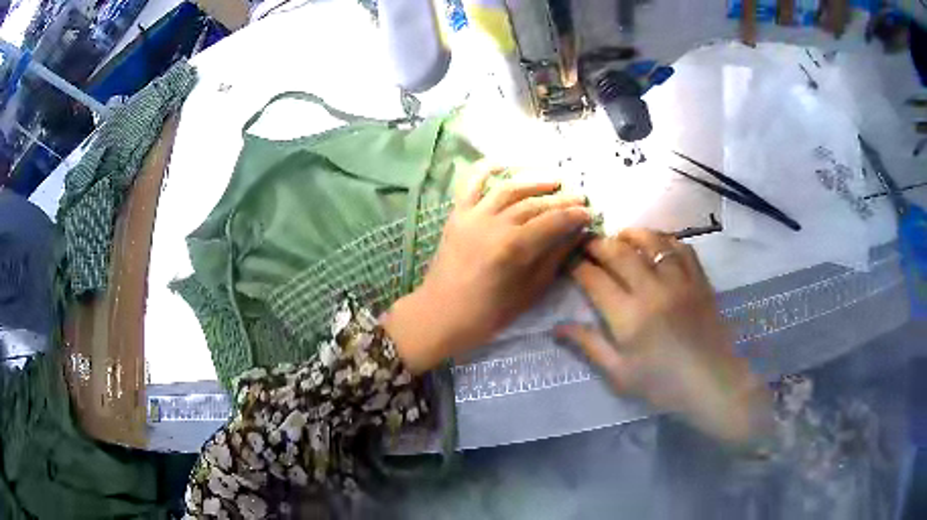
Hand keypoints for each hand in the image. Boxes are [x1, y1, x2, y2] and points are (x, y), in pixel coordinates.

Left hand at [385, 164, 591, 372]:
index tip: (589, 213)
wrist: (441, 314)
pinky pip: (471, 184)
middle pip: (534, 203)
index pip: (553, 222)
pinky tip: (504, 162)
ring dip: (534, 181)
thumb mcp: (530, 292)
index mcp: (514, 248)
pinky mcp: (457, 215)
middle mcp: (494, 224)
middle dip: (561, 199)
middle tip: (579, 197)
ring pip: (509, 189)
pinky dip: (486, 169)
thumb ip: (554, 258)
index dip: (575, 216)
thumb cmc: (489, 313)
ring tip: (555, 180)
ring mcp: (473, 216)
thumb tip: (575, 234)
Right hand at [557, 229, 769, 442]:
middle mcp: (652, 289)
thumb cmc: (662, 384)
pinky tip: (657, 244)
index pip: (594, 279)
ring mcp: (679, 280)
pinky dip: (665, 240)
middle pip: (618, 252)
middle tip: (587, 244)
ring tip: (619, 237)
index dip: (576, 266)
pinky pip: (681, 247)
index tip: (568, 262)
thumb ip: (589, 345)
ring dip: (630, 234)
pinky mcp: (699, 279)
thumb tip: (557, 327)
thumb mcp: (619, 373)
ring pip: (651, 241)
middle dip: (597, 244)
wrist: (711, 383)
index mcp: (628, 316)